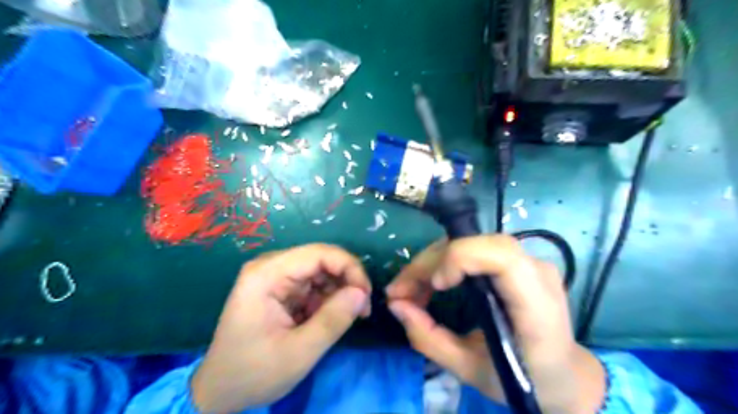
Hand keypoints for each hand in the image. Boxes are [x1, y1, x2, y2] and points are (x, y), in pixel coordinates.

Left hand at [191, 245, 370, 411]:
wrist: (220, 392)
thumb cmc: (253, 373)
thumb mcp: (299, 353)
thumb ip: (333, 320)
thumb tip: (362, 293)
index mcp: (267, 274)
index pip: (319, 253)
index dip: (349, 268)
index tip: (366, 295)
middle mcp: (270, 267)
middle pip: (321, 259)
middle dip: (346, 280)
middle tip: (363, 309)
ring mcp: (274, 277)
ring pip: (320, 271)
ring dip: (339, 291)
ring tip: (349, 316)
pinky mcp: (280, 288)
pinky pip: (313, 284)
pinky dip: (328, 299)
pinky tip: (330, 318)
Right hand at [384, 236, 601, 413]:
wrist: (565, 375)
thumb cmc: (524, 380)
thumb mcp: (470, 370)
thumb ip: (429, 339)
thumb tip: (396, 305)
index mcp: (536, 306)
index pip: (501, 257)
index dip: (460, 259)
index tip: (435, 286)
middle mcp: (536, 272)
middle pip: (476, 244)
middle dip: (430, 263)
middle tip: (399, 291)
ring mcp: (529, 262)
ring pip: (470, 242)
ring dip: (433, 262)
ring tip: (409, 290)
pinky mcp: (517, 262)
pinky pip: (474, 251)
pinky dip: (445, 263)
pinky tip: (430, 285)